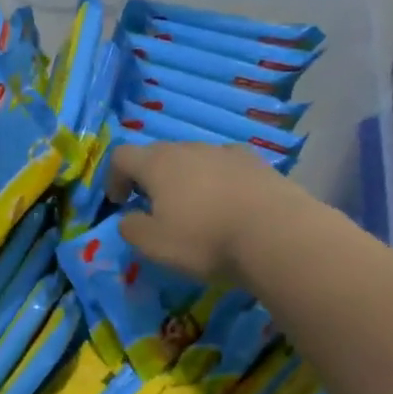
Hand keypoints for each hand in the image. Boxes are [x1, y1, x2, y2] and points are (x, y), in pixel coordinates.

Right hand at [108, 140, 300, 281]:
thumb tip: (128, 218)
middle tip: (153, 208)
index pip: (121, 155)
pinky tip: (227, 206)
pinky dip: (218, 182)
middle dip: (149, 178)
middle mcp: (190, 149)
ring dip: (185, 179)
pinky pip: (226, 168)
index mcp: (158, 163)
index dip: (113, 178)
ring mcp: (227, 153)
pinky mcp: (258, 165)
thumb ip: (130, 228)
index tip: (119, 204)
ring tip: (194, 209)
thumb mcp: (153, 244)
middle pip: (158, 154)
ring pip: (194, 159)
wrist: (279, 236)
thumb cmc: (205, 239)